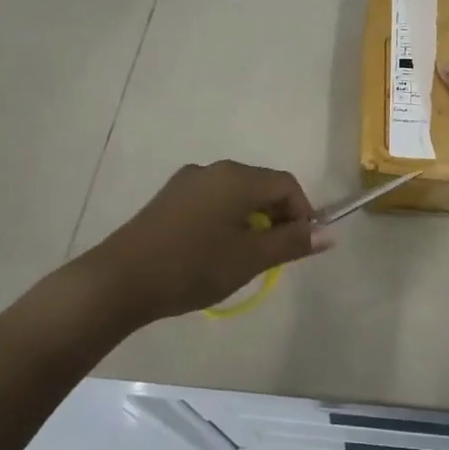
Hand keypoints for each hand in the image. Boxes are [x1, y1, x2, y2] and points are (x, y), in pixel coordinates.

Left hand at [85, 161, 333, 325]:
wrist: (119, 281)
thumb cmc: (193, 267)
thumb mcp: (250, 259)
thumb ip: (292, 243)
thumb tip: (329, 233)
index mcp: (237, 177)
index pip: (286, 184)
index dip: (302, 213)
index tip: (300, 246)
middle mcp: (213, 169)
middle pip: (261, 186)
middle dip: (276, 218)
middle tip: (274, 256)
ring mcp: (187, 182)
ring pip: (235, 195)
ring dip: (251, 221)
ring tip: (244, 258)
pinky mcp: (168, 199)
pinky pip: (211, 201)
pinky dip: (225, 221)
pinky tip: (213, 252)